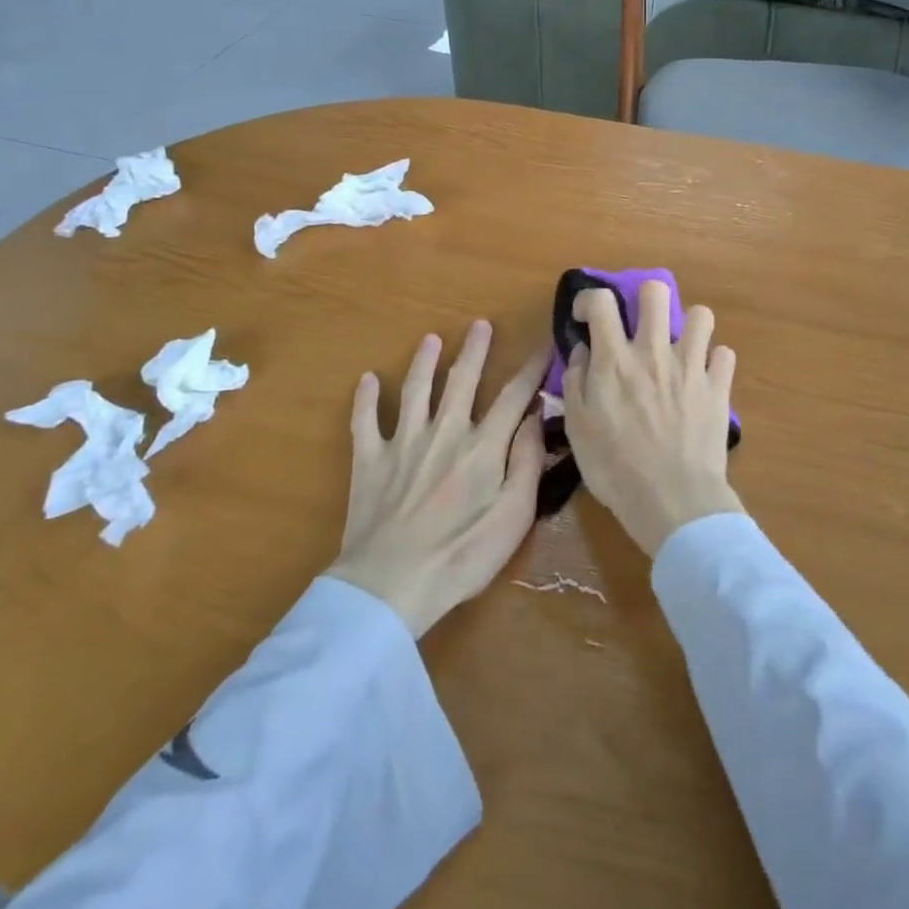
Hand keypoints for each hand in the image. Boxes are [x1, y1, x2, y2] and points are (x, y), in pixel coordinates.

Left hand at [327, 321, 549, 637]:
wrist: (390, 584)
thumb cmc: (461, 557)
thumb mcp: (513, 518)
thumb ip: (528, 463)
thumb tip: (536, 417)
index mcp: (483, 447)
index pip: (514, 396)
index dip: (531, 369)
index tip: (544, 345)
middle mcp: (444, 432)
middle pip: (462, 380)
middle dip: (474, 350)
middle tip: (480, 324)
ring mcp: (403, 442)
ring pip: (415, 389)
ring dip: (424, 361)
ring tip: (430, 339)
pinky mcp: (369, 459)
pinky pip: (365, 421)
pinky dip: (365, 399)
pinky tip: (368, 379)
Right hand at [562, 281, 742, 557]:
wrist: (673, 500)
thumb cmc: (616, 469)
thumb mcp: (577, 429)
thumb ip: (575, 382)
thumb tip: (582, 351)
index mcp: (614, 361)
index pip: (602, 302)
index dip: (591, 299)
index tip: (588, 317)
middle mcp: (654, 353)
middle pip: (655, 292)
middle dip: (645, 298)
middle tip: (640, 324)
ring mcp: (691, 367)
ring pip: (701, 315)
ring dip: (688, 326)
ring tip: (680, 347)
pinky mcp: (719, 388)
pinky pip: (725, 355)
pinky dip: (714, 361)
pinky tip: (704, 377)